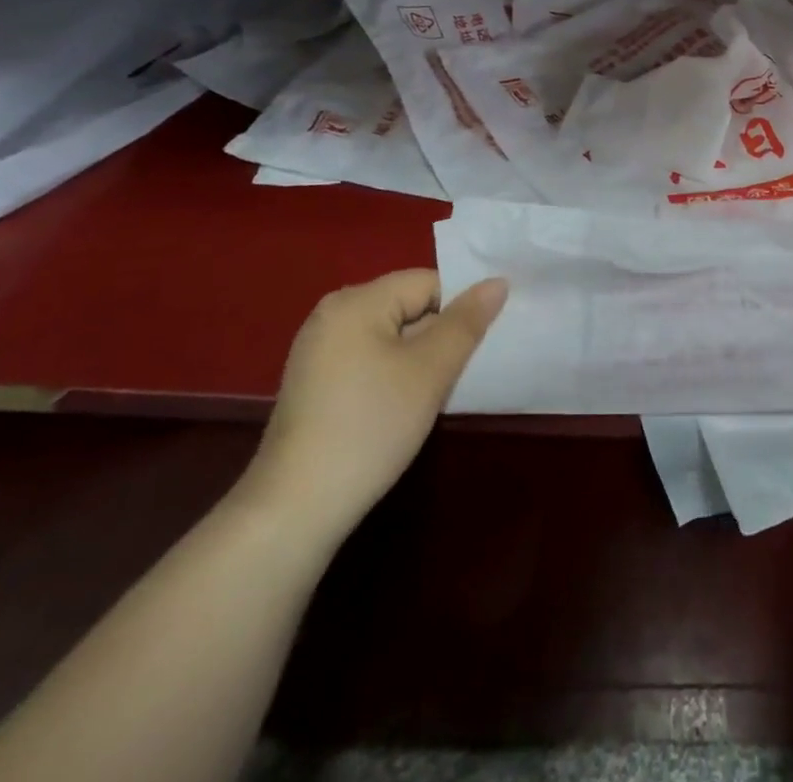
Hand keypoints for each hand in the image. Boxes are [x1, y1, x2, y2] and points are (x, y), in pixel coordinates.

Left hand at [239, 269, 506, 544]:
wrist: (294, 510)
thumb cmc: (369, 427)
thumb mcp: (430, 371)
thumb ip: (466, 322)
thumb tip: (497, 282)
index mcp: (356, 300)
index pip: (428, 282)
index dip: (459, 309)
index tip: (477, 345)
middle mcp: (332, 314)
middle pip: (408, 306)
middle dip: (439, 334)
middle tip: (461, 370)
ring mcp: (318, 349)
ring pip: (391, 335)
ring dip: (419, 357)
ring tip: (435, 390)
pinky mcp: (315, 382)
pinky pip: (369, 358)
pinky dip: (394, 373)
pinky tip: (401, 407)